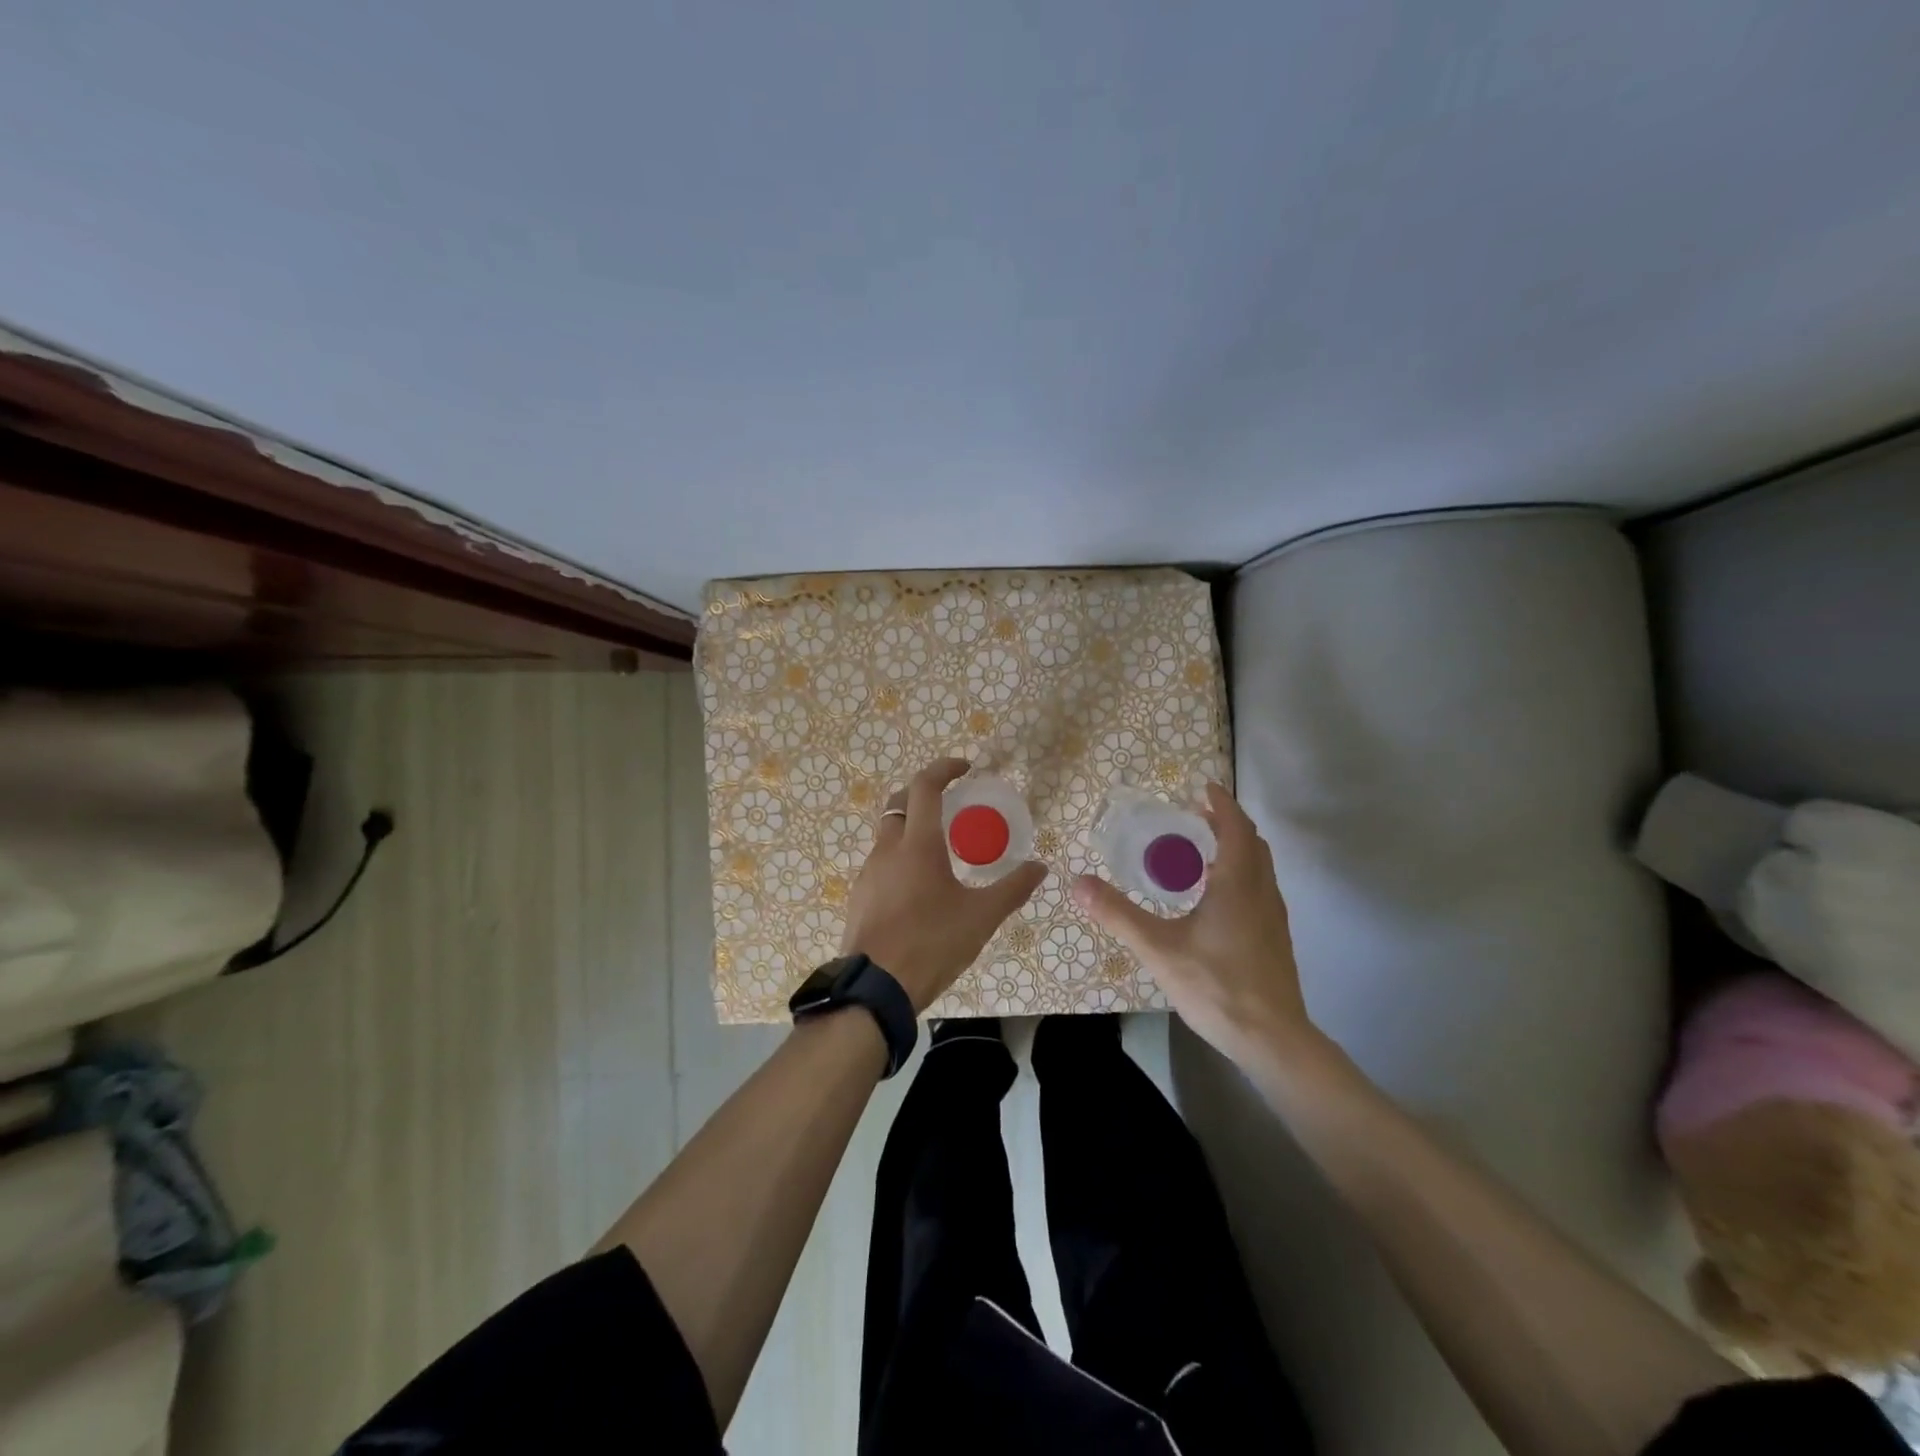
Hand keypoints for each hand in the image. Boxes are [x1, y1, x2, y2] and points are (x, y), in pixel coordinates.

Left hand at [840, 759, 1047, 1012]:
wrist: (875, 989)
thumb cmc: (931, 943)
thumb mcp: (981, 918)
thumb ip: (1012, 889)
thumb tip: (1040, 868)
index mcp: (917, 844)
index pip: (924, 786)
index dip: (943, 768)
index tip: (964, 767)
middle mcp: (887, 850)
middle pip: (899, 804)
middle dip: (923, 794)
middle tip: (950, 804)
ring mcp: (868, 874)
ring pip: (888, 836)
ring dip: (911, 830)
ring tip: (940, 852)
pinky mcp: (859, 898)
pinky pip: (880, 865)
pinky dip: (900, 860)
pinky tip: (918, 890)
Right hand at [1071, 783, 1318, 1066]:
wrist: (1272, 1039)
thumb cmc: (1217, 986)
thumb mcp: (1158, 948)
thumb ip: (1118, 914)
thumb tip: (1078, 882)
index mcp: (1238, 884)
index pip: (1235, 828)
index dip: (1221, 803)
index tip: (1203, 787)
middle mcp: (1262, 892)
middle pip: (1252, 843)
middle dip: (1226, 823)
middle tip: (1195, 818)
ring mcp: (1274, 917)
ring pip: (1260, 868)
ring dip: (1235, 849)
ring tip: (1200, 854)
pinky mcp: (1275, 939)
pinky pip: (1260, 889)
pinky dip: (1240, 875)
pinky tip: (1215, 900)